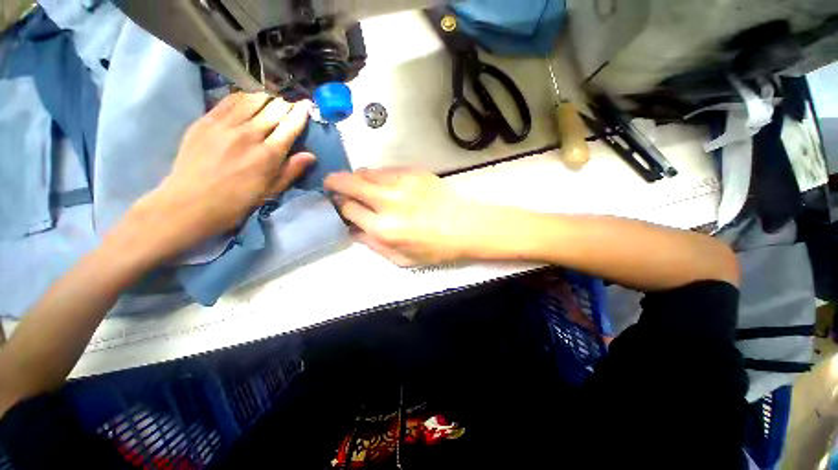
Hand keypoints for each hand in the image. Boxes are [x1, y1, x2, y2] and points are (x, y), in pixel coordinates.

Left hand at [132, 92, 313, 257]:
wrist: (190, 202)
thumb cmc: (237, 201)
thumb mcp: (271, 191)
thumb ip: (291, 170)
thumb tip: (311, 155)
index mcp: (268, 155)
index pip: (290, 127)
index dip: (301, 114)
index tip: (307, 105)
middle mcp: (249, 134)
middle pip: (273, 109)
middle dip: (285, 104)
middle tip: (290, 104)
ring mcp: (225, 125)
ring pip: (252, 100)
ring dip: (266, 98)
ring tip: (271, 100)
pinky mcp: (206, 120)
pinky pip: (229, 100)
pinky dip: (243, 97)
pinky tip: (247, 99)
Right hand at [324, 168, 483, 265]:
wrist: (465, 226)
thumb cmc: (435, 248)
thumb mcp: (402, 259)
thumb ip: (373, 245)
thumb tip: (352, 231)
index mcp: (383, 228)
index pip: (348, 209)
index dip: (340, 206)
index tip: (340, 205)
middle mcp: (387, 201)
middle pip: (349, 183)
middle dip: (335, 182)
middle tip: (333, 184)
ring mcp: (401, 183)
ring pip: (366, 171)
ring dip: (357, 177)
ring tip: (360, 184)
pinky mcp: (413, 172)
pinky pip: (386, 169)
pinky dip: (378, 175)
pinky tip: (385, 183)